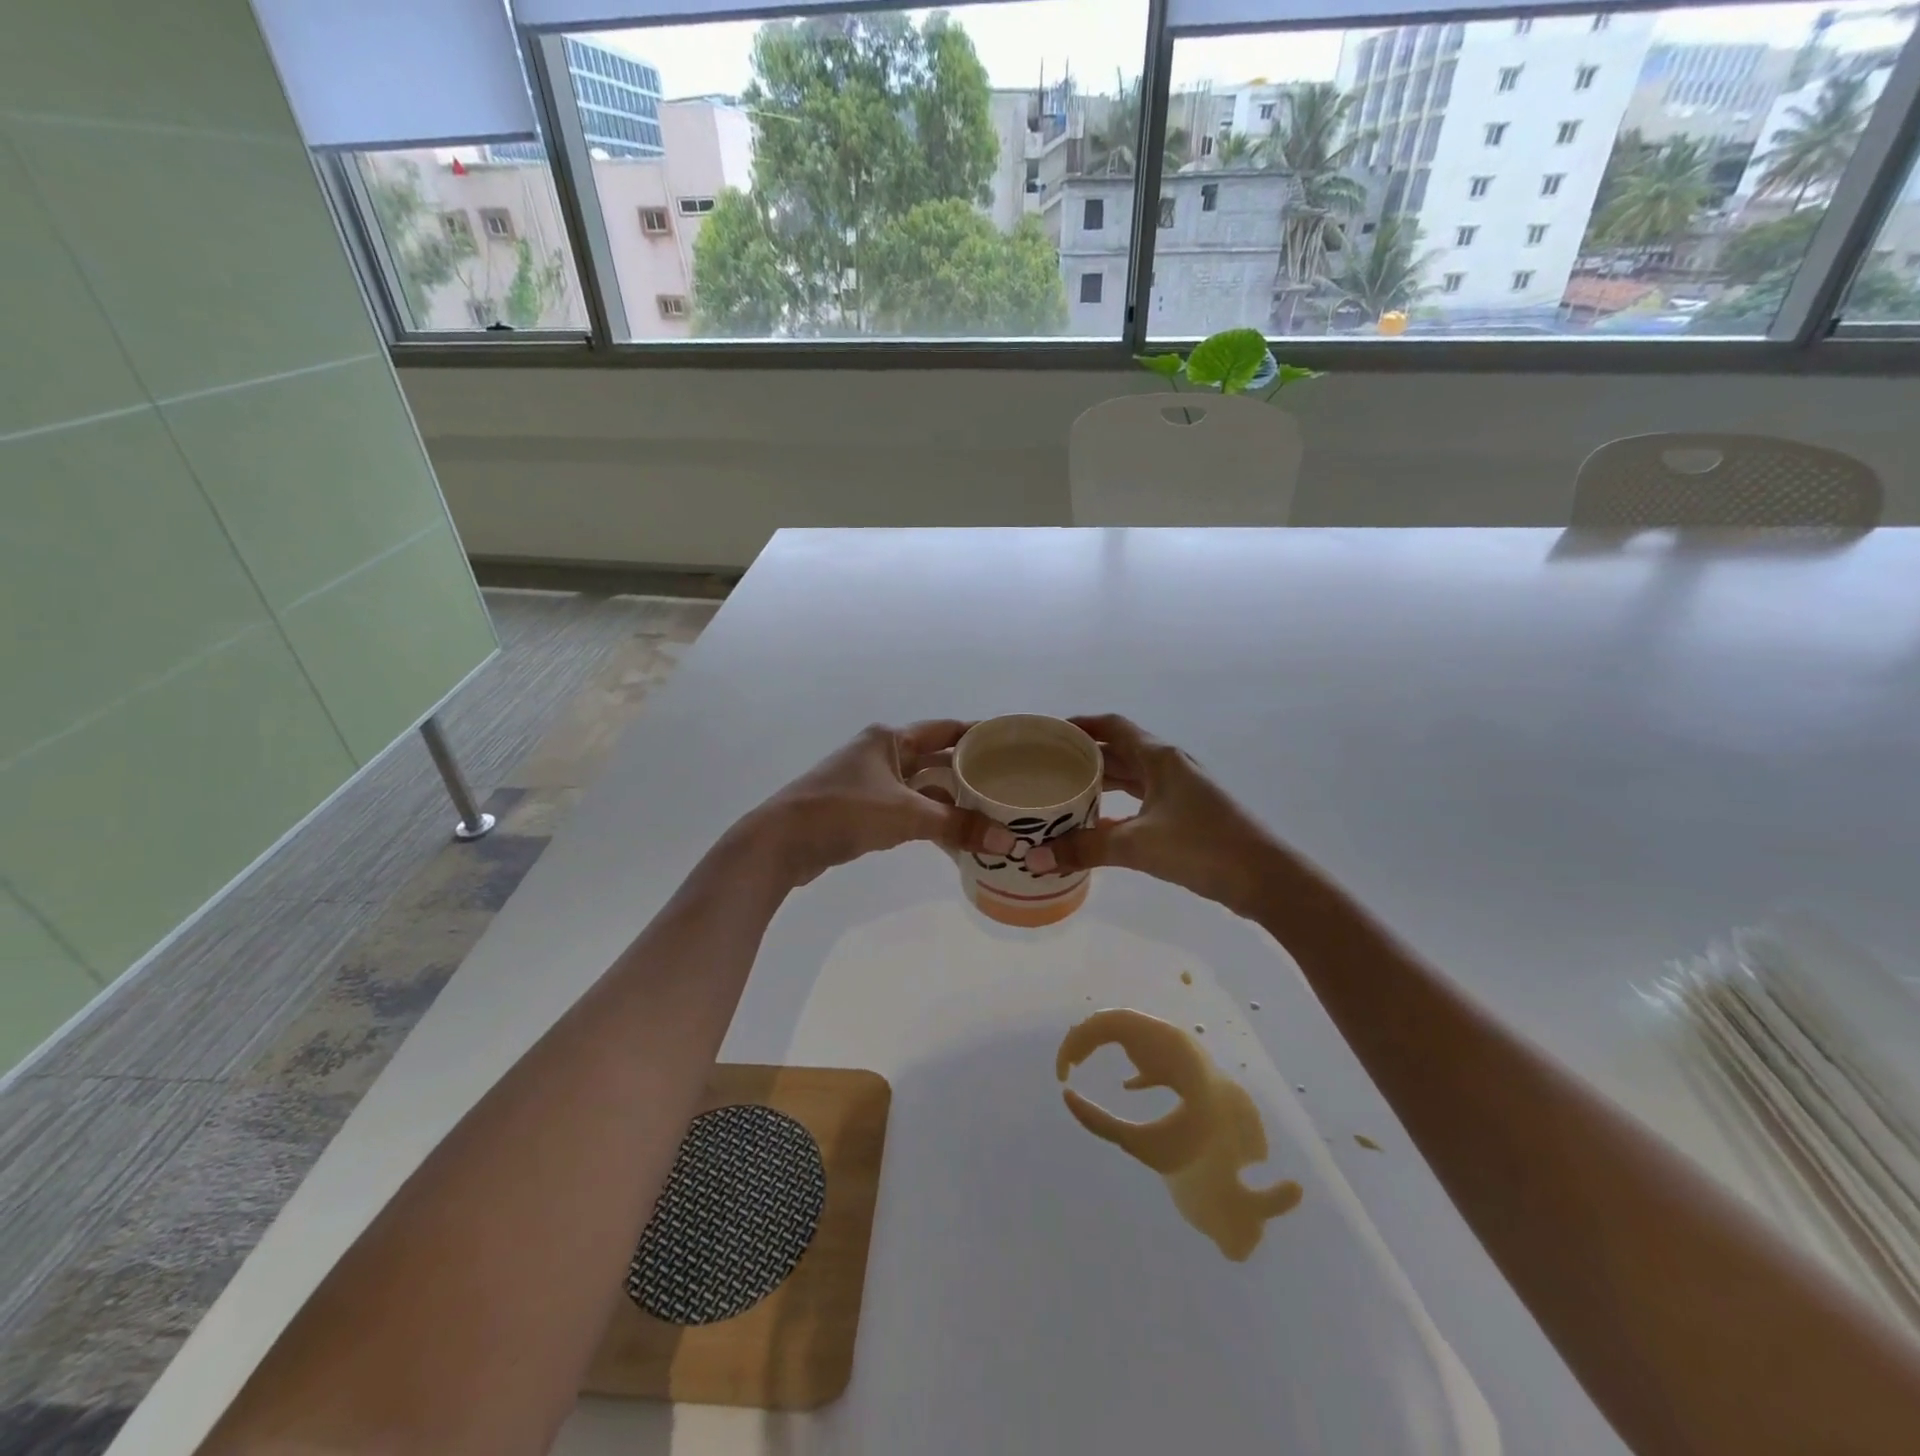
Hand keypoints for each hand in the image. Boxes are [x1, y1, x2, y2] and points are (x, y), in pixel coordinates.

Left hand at [747, 721, 1006, 887]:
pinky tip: (951, 836)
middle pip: (935, 758)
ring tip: (988, 814)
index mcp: (890, 739)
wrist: (781, 842)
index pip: (946, 729)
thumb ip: (957, 826)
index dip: (978, 735)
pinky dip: (928, 819)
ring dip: (949, 801)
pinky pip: (905, 808)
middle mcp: (880, 753)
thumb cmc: (844, 812)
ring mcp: (868, 781)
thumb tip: (1008, 840)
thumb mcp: (906, 815)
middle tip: (1007, 785)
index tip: (1011, 744)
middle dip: (967, 773)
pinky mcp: (860, 809)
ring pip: (920, 787)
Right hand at [1027, 714, 1280, 916]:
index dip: (1082, 724)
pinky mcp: (1187, 816)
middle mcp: (1170, 767)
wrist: (1265, 878)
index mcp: (1159, 758)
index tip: (1051, 732)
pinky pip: (1143, 802)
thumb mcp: (1136, 845)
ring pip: (1133, 778)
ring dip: (1102, 783)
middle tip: (1048, 766)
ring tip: (1066, 792)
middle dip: (1086, 756)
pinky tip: (1097, 827)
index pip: (1114, 726)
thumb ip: (1084, 849)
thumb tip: (1035, 858)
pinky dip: (1118, 809)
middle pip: (1120, 751)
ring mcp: (1181, 791)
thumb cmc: (1201, 847)